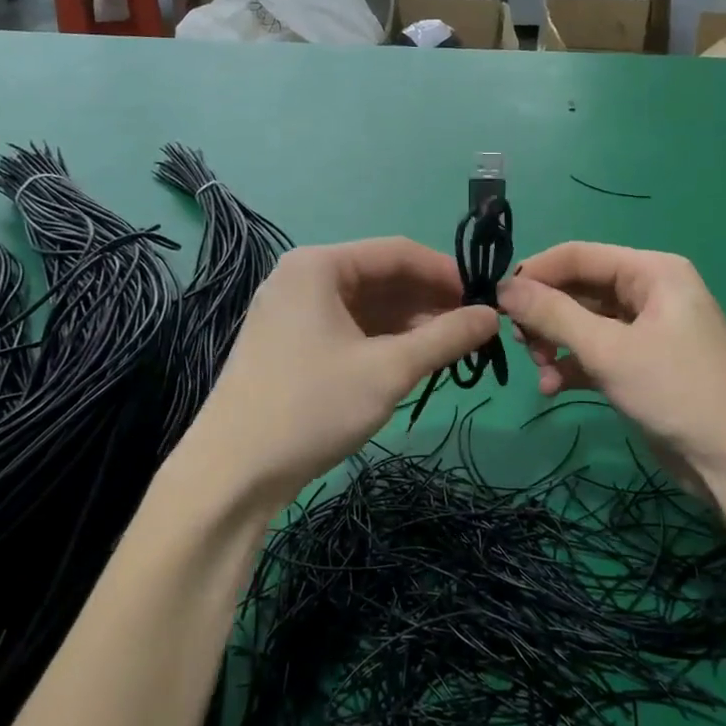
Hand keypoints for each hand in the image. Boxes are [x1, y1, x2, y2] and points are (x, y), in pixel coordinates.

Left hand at [182, 239, 496, 507]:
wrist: (233, 473)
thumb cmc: (313, 407)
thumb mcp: (388, 370)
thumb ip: (445, 338)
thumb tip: (492, 316)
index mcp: (319, 265)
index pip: (397, 252)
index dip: (446, 273)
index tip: (485, 299)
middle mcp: (302, 277)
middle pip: (381, 277)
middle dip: (429, 301)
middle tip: (473, 329)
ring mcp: (292, 310)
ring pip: (366, 305)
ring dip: (409, 323)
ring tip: (451, 348)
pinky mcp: (290, 342)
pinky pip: (348, 327)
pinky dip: (382, 340)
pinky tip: (413, 360)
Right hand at [497, 243, 725, 484]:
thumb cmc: (677, 391)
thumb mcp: (609, 350)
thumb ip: (554, 314)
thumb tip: (504, 288)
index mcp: (651, 272)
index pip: (578, 256)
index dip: (535, 274)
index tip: (497, 301)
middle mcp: (648, 293)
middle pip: (578, 289)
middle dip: (546, 316)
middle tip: (521, 343)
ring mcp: (645, 331)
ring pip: (582, 323)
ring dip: (555, 345)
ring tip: (540, 371)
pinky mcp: (640, 365)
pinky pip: (594, 353)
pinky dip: (571, 367)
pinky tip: (552, 389)